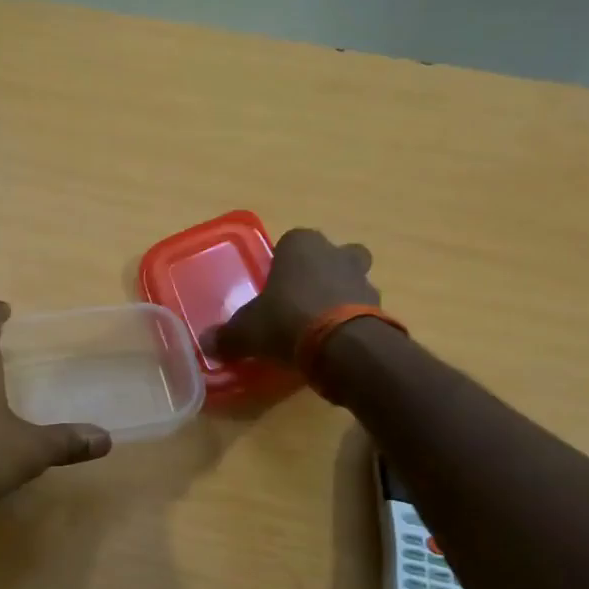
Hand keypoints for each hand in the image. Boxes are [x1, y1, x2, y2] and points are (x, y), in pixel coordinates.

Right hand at [212, 228, 379, 364]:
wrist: (343, 347)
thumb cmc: (287, 321)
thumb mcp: (246, 331)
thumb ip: (227, 336)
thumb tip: (206, 344)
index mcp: (301, 245)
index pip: (291, 241)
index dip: (282, 263)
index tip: (274, 287)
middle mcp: (335, 253)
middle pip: (332, 254)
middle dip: (321, 272)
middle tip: (302, 299)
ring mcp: (363, 279)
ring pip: (352, 280)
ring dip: (340, 297)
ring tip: (320, 328)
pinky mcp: (381, 307)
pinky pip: (363, 309)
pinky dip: (353, 322)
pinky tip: (336, 344)